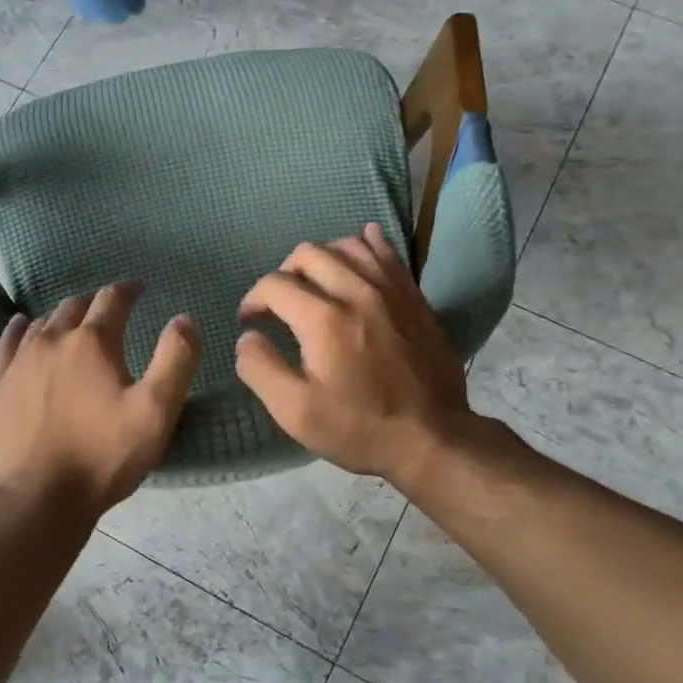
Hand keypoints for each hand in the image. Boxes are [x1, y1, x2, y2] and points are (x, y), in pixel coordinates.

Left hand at [0, 283, 200, 518]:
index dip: (129, 289)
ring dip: (65, 315)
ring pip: (45, 322)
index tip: (141, 289)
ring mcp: (21, 361)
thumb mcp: (157, 411)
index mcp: (92, 342)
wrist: (40, 498)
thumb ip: (176, 359)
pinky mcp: (1, 384)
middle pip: (76, 305)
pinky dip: (22, 328)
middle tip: (113, 309)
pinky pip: (9, 342)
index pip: (112, 299)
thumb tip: (184, 318)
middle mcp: (53, 340)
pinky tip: (24, 325)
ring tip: (78, 321)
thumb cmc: (104, 455)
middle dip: (98, 302)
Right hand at [235, 223, 471, 483]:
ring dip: (321, 259)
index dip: (253, 300)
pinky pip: (387, 253)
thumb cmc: (359, 428)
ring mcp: (390, 290)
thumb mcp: (295, 412)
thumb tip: (248, 338)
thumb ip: (261, 369)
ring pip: (347, 245)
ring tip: (315, 285)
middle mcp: (356, 291)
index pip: (274, 285)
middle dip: (283, 274)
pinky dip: (366, 245)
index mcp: (323, 319)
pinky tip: (358, 250)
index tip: (250, 322)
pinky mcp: (414, 297)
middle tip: (279, 305)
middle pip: (308, 254)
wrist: (433, 437)